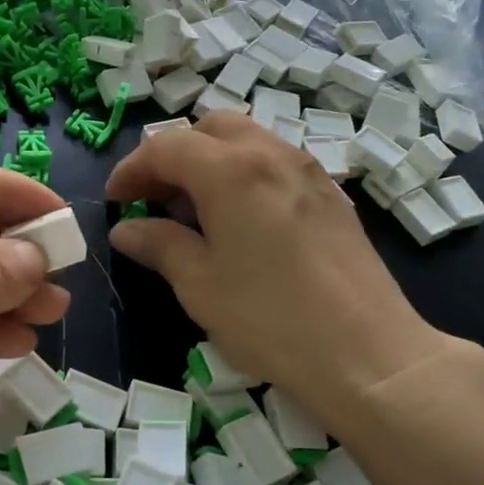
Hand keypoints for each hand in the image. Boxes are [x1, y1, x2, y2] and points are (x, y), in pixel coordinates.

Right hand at [105, 113, 449, 425]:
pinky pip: (276, 163)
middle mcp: (271, 154)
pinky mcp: (332, 196)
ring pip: (248, 141)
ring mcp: (308, 172)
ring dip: (211, 162)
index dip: (133, 169)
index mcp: (231, 170)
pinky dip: (245, 174)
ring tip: (195, 211)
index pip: (167, 147)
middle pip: (210, 129)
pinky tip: (241, 222)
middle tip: (156, 199)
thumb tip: (126, 229)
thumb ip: (158, 245)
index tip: (115, 199)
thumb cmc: (269, 319)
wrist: (368, 355)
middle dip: (174, 155)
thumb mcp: (199, 284)